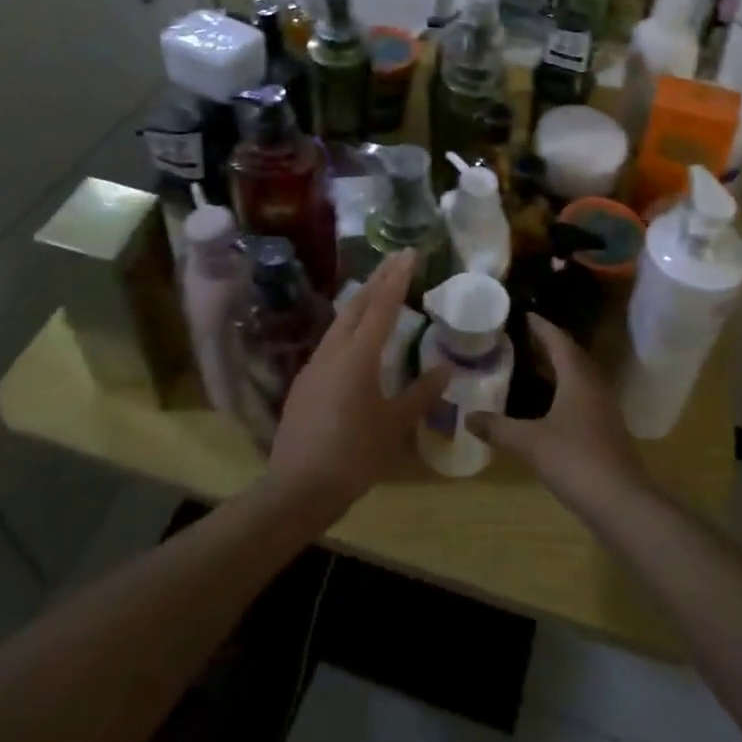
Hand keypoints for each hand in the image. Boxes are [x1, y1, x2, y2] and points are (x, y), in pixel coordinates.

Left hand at [265, 252, 448, 524]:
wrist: (297, 488)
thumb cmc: (353, 455)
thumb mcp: (394, 425)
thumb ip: (420, 394)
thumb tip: (445, 369)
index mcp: (358, 356)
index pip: (381, 306)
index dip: (397, 278)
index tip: (409, 253)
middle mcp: (333, 351)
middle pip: (357, 305)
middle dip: (378, 279)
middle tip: (396, 259)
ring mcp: (314, 366)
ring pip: (341, 322)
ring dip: (361, 301)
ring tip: (378, 290)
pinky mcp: (304, 383)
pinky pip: (331, 342)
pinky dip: (349, 327)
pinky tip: (356, 339)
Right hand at [468, 315, 652, 509]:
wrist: (621, 502)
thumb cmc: (575, 460)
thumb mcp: (530, 443)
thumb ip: (498, 427)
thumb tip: (468, 417)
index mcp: (577, 377)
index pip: (558, 340)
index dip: (541, 326)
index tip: (523, 315)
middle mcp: (594, 385)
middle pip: (571, 355)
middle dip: (548, 344)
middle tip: (522, 338)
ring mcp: (604, 408)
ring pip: (579, 376)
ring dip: (558, 367)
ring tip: (531, 366)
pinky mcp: (606, 429)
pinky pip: (583, 396)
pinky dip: (564, 390)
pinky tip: (548, 404)